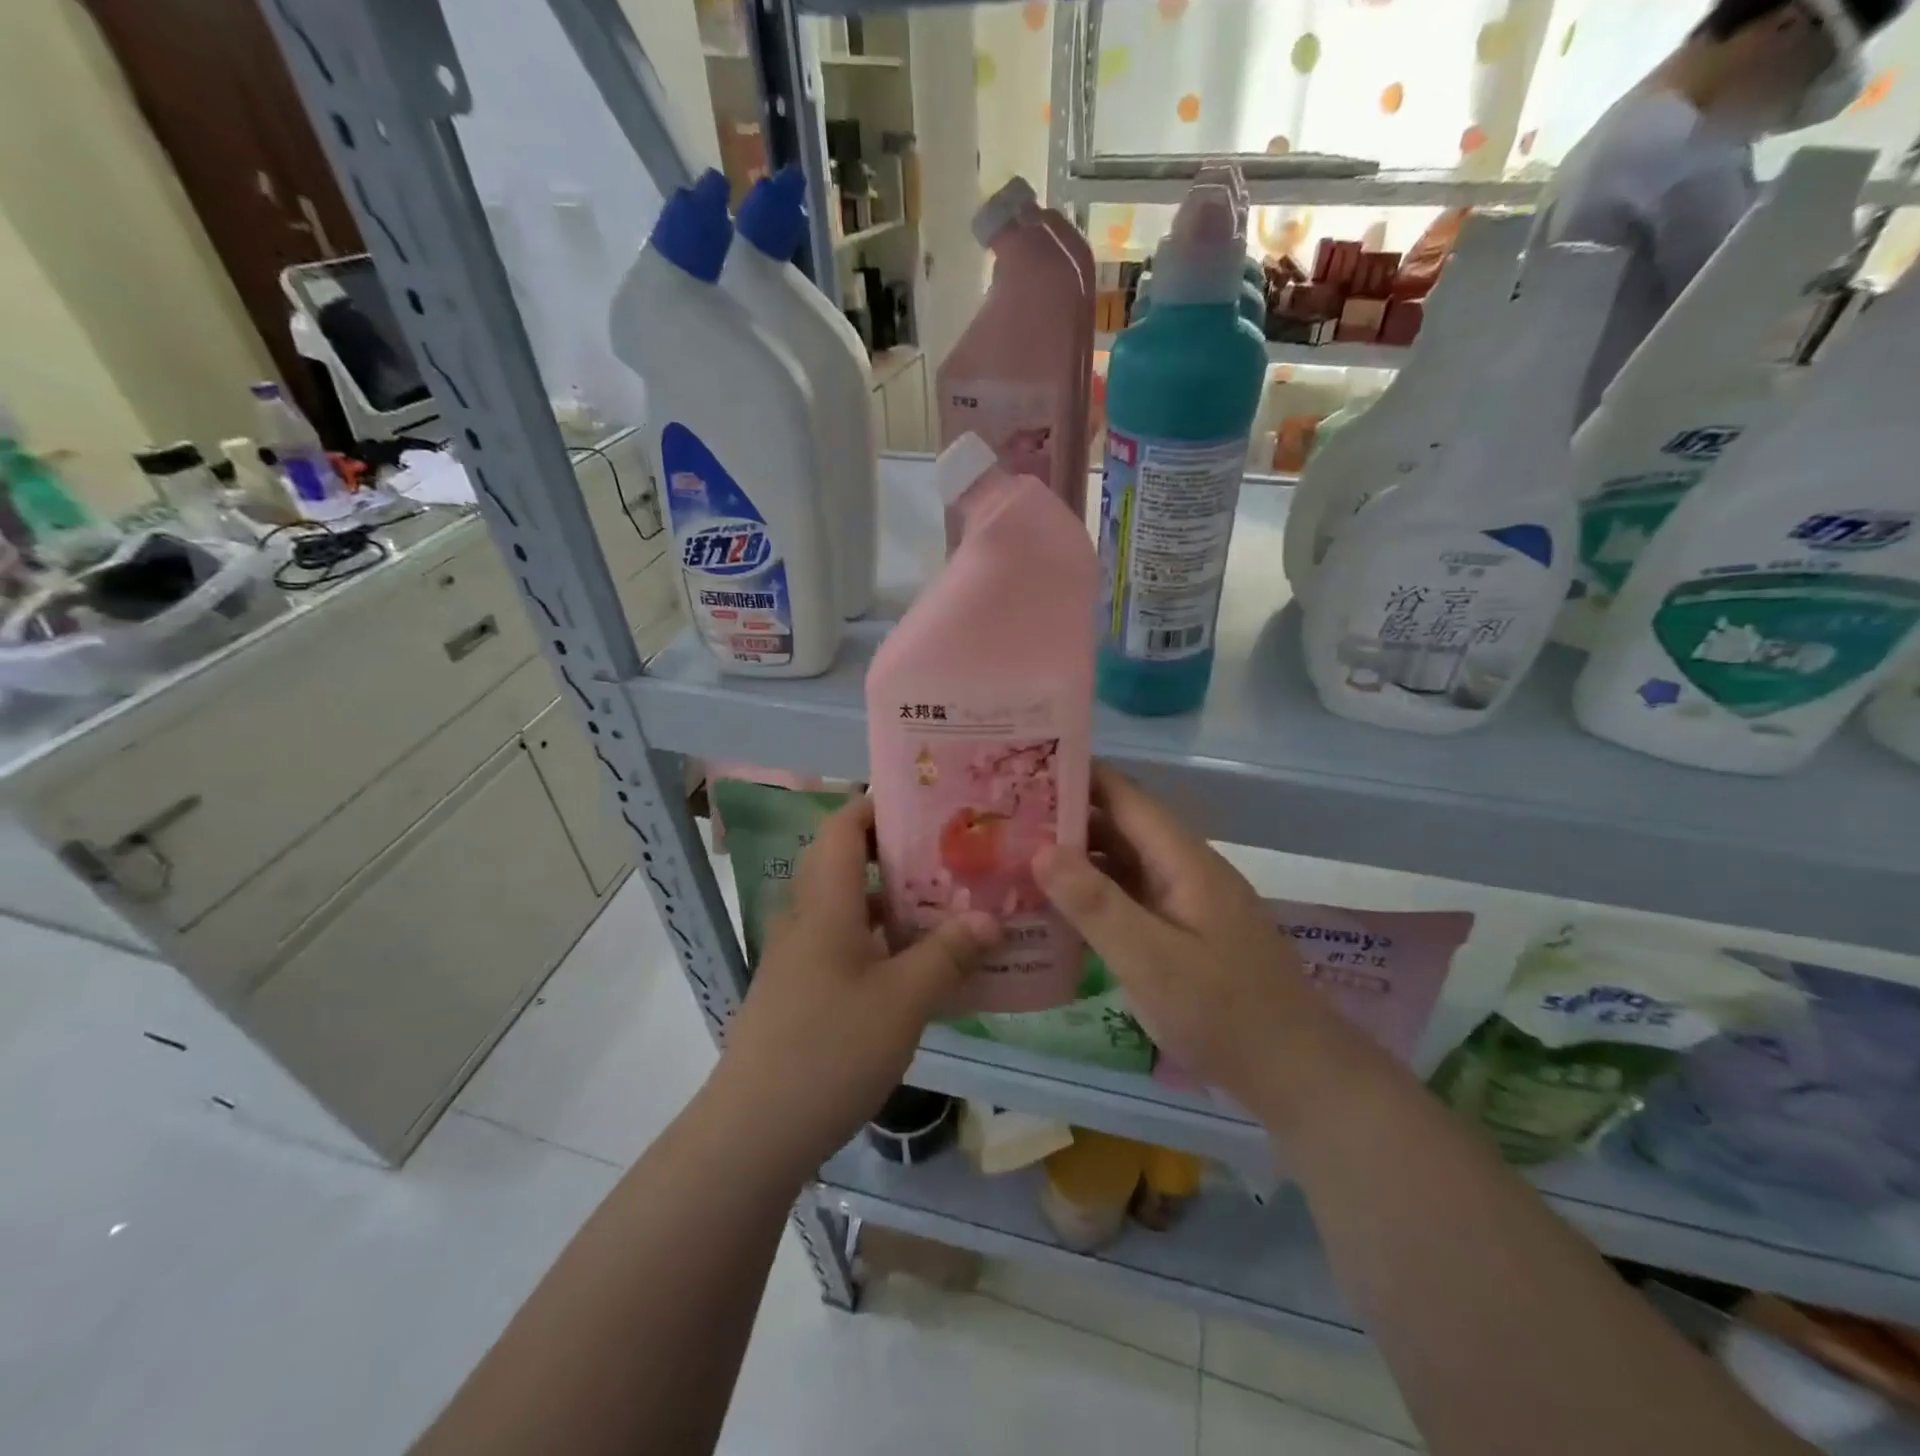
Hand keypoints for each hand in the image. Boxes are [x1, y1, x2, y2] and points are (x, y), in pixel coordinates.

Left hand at [707, 794, 999, 1173]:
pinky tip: (923, 967)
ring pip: (853, 909)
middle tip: (957, 855)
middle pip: (851, 864)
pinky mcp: (803, 992)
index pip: (843, 826)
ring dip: (898, 903)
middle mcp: (808, 919)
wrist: (753, 1132)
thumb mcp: (903, 1000)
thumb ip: (949, 954)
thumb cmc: (829, 1049)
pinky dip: (885, 943)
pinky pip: (848, 947)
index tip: (929, 804)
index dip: (879, 804)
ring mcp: (801, 958)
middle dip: (902, 854)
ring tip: (952, 906)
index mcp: (826, 903)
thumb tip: (991, 918)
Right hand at [1033, 765, 1339, 1116]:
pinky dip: (1094, 893)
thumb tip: (1041, 848)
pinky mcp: (1183, 929)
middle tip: (1004, 819)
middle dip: (1066, 818)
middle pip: (1120, 826)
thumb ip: (1095, 904)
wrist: (1295, 1072)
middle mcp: (1185, 868)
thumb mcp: (1150, 961)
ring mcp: (1185, 899)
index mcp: (1183, 859)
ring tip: (1018, 857)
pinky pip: (1131, 895)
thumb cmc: (1222, 1013)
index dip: (1077, 776)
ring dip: (1077, 857)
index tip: (1024, 769)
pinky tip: (1058, 907)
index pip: (1124, 796)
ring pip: (1124, 862)